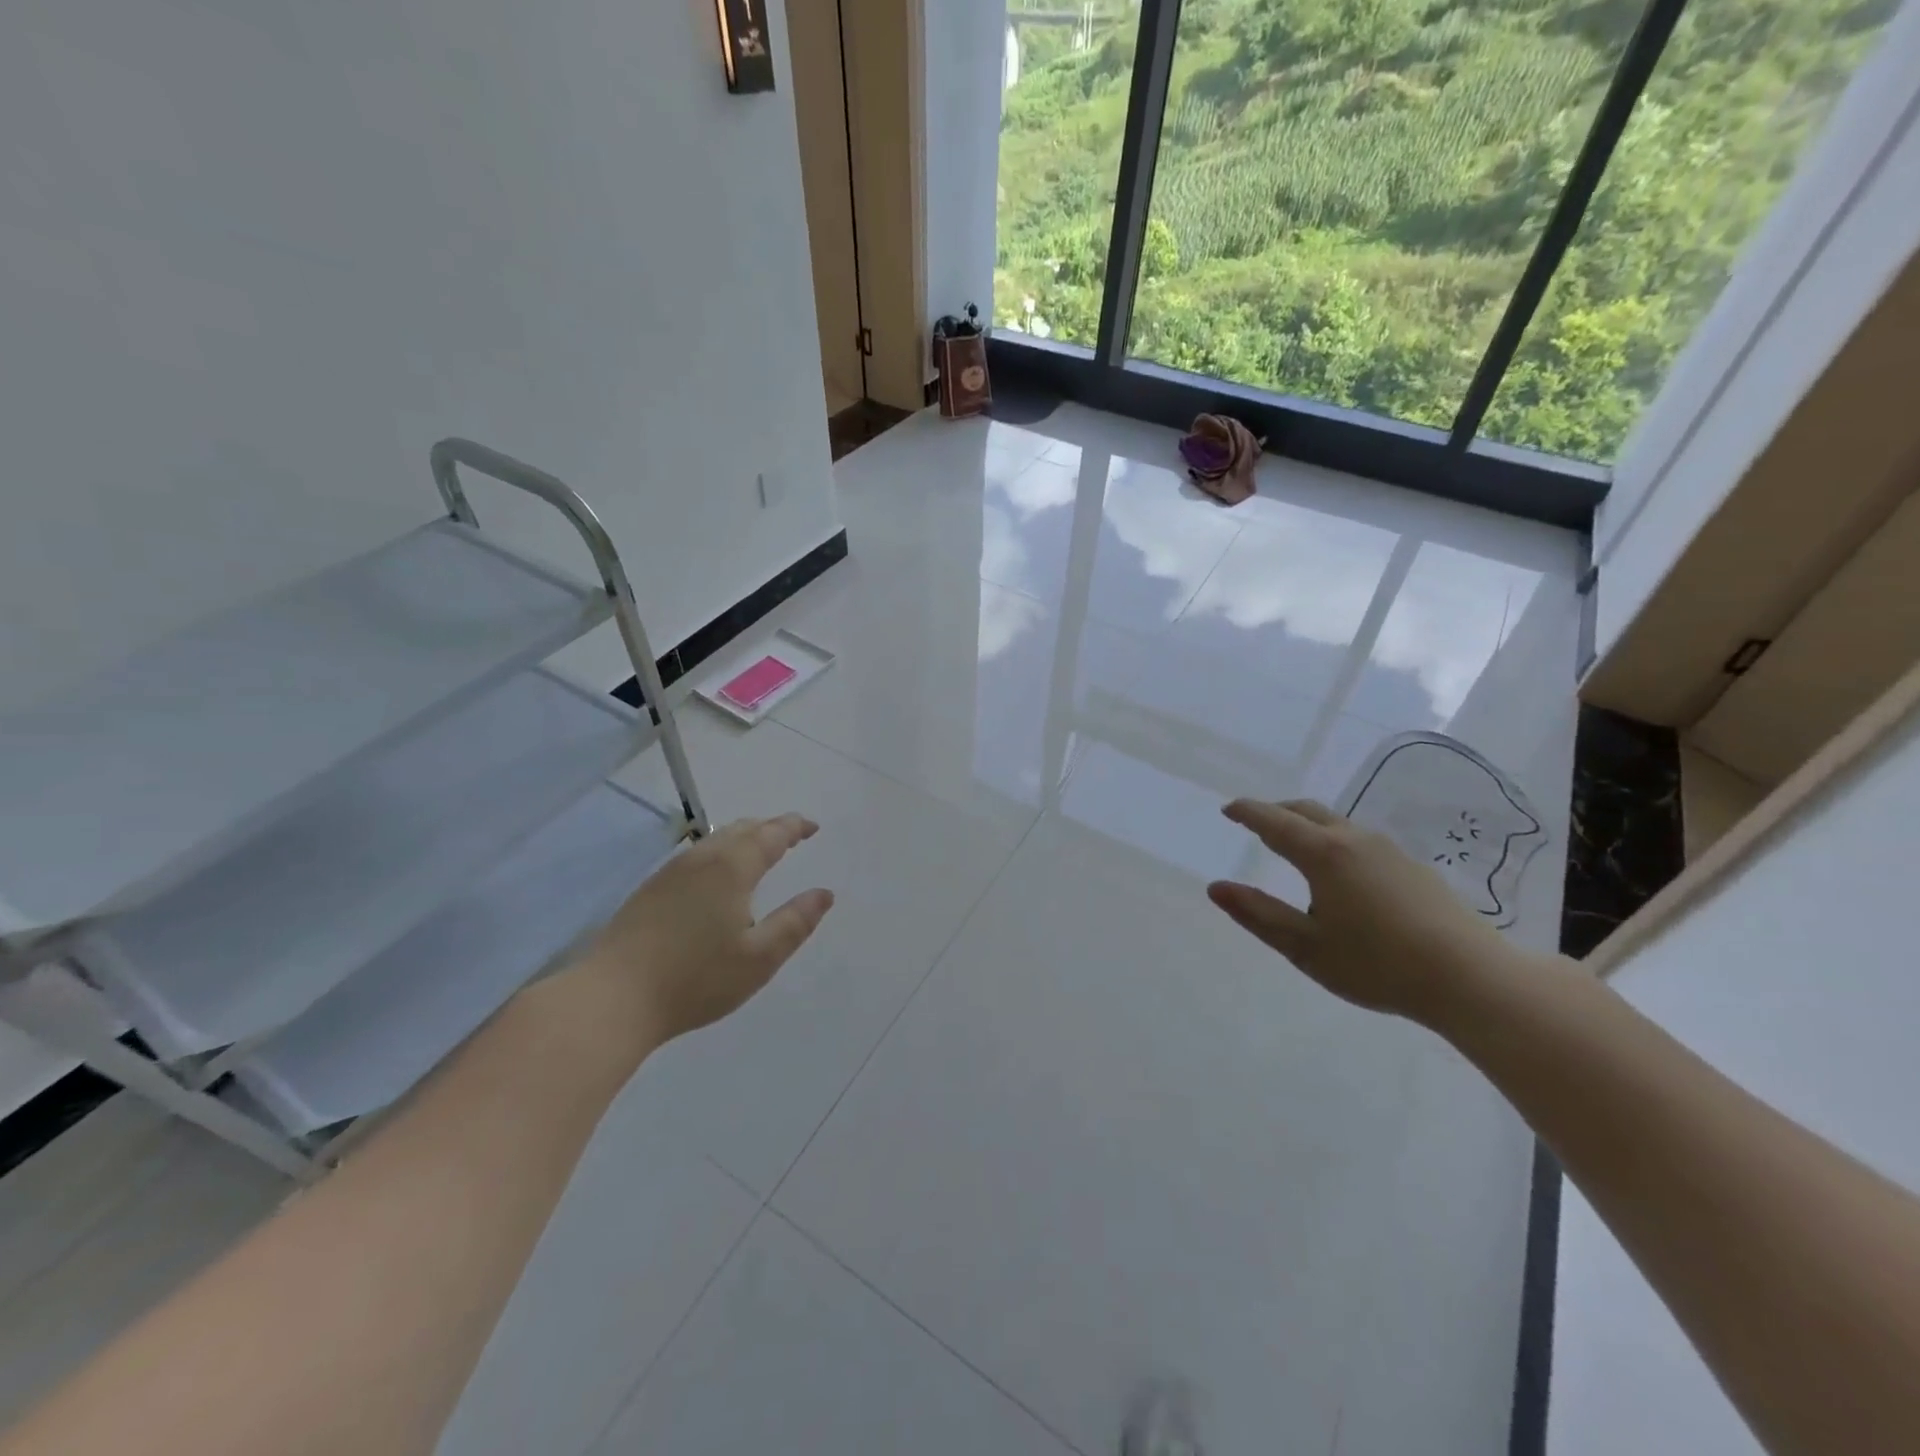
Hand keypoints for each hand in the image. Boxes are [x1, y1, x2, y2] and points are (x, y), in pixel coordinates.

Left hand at [562, 814, 834, 1048]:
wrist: (613, 998)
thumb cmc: (695, 979)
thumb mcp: (759, 958)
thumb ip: (795, 922)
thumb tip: (824, 894)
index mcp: (732, 868)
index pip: (771, 835)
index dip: (794, 827)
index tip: (812, 827)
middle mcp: (702, 859)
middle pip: (741, 829)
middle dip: (770, 827)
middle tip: (791, 835)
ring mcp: (671, 872)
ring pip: (715, 839)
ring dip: (744, 837)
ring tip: (759, 849)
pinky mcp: (650, 889)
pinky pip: (697, 854)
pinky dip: (721, 851)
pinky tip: (717, 875)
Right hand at [1207, 798, 1522, 1026]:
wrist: (1472, 978)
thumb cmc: (1377, 964)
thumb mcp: (1305, 947)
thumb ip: (1258, 914)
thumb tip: (1216, 888)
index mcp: (1323, 854)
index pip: (1274, 822)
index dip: (1248, 813)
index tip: (1228, 809)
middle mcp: (1355, 840)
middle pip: (1307, 812)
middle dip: (1276, 812)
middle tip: (1255, 822)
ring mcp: (1389, 851)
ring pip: (1337, 824)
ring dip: (1307, 826)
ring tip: (1293, 846)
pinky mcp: (1412, 867)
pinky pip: (1359, 840)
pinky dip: (1333, 841)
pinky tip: (1339, 873)